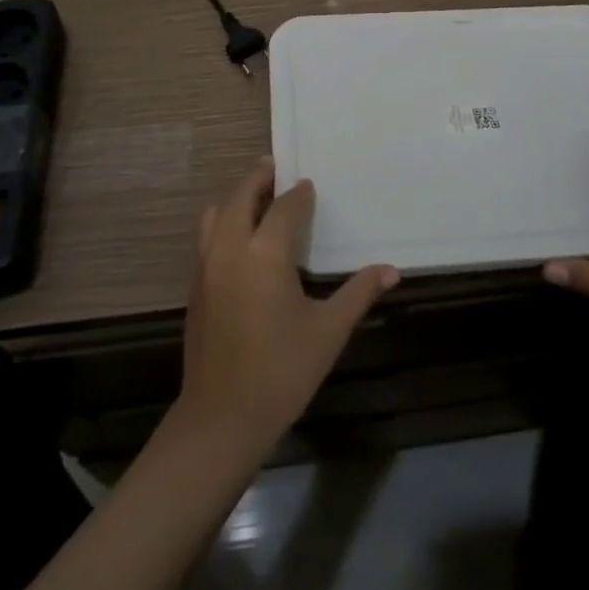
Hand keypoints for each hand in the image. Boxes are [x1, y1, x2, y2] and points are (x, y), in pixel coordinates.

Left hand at [177, 161, 398, 452]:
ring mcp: (206, 266)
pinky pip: (207, 236)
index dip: (299, 194)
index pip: (285, 207)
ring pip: (217, 213)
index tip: (310, 186)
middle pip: (242, 195)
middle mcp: (231, 248)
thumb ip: (359, 293)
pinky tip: (242, 241)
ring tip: (258, 200)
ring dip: (237, 199)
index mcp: (265, 253)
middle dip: (260, 178)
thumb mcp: (328, 332)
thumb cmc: (281, 372)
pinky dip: (224, 222)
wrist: (220, 420)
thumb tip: (392, 271)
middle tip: (276, 169)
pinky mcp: (195, 286)